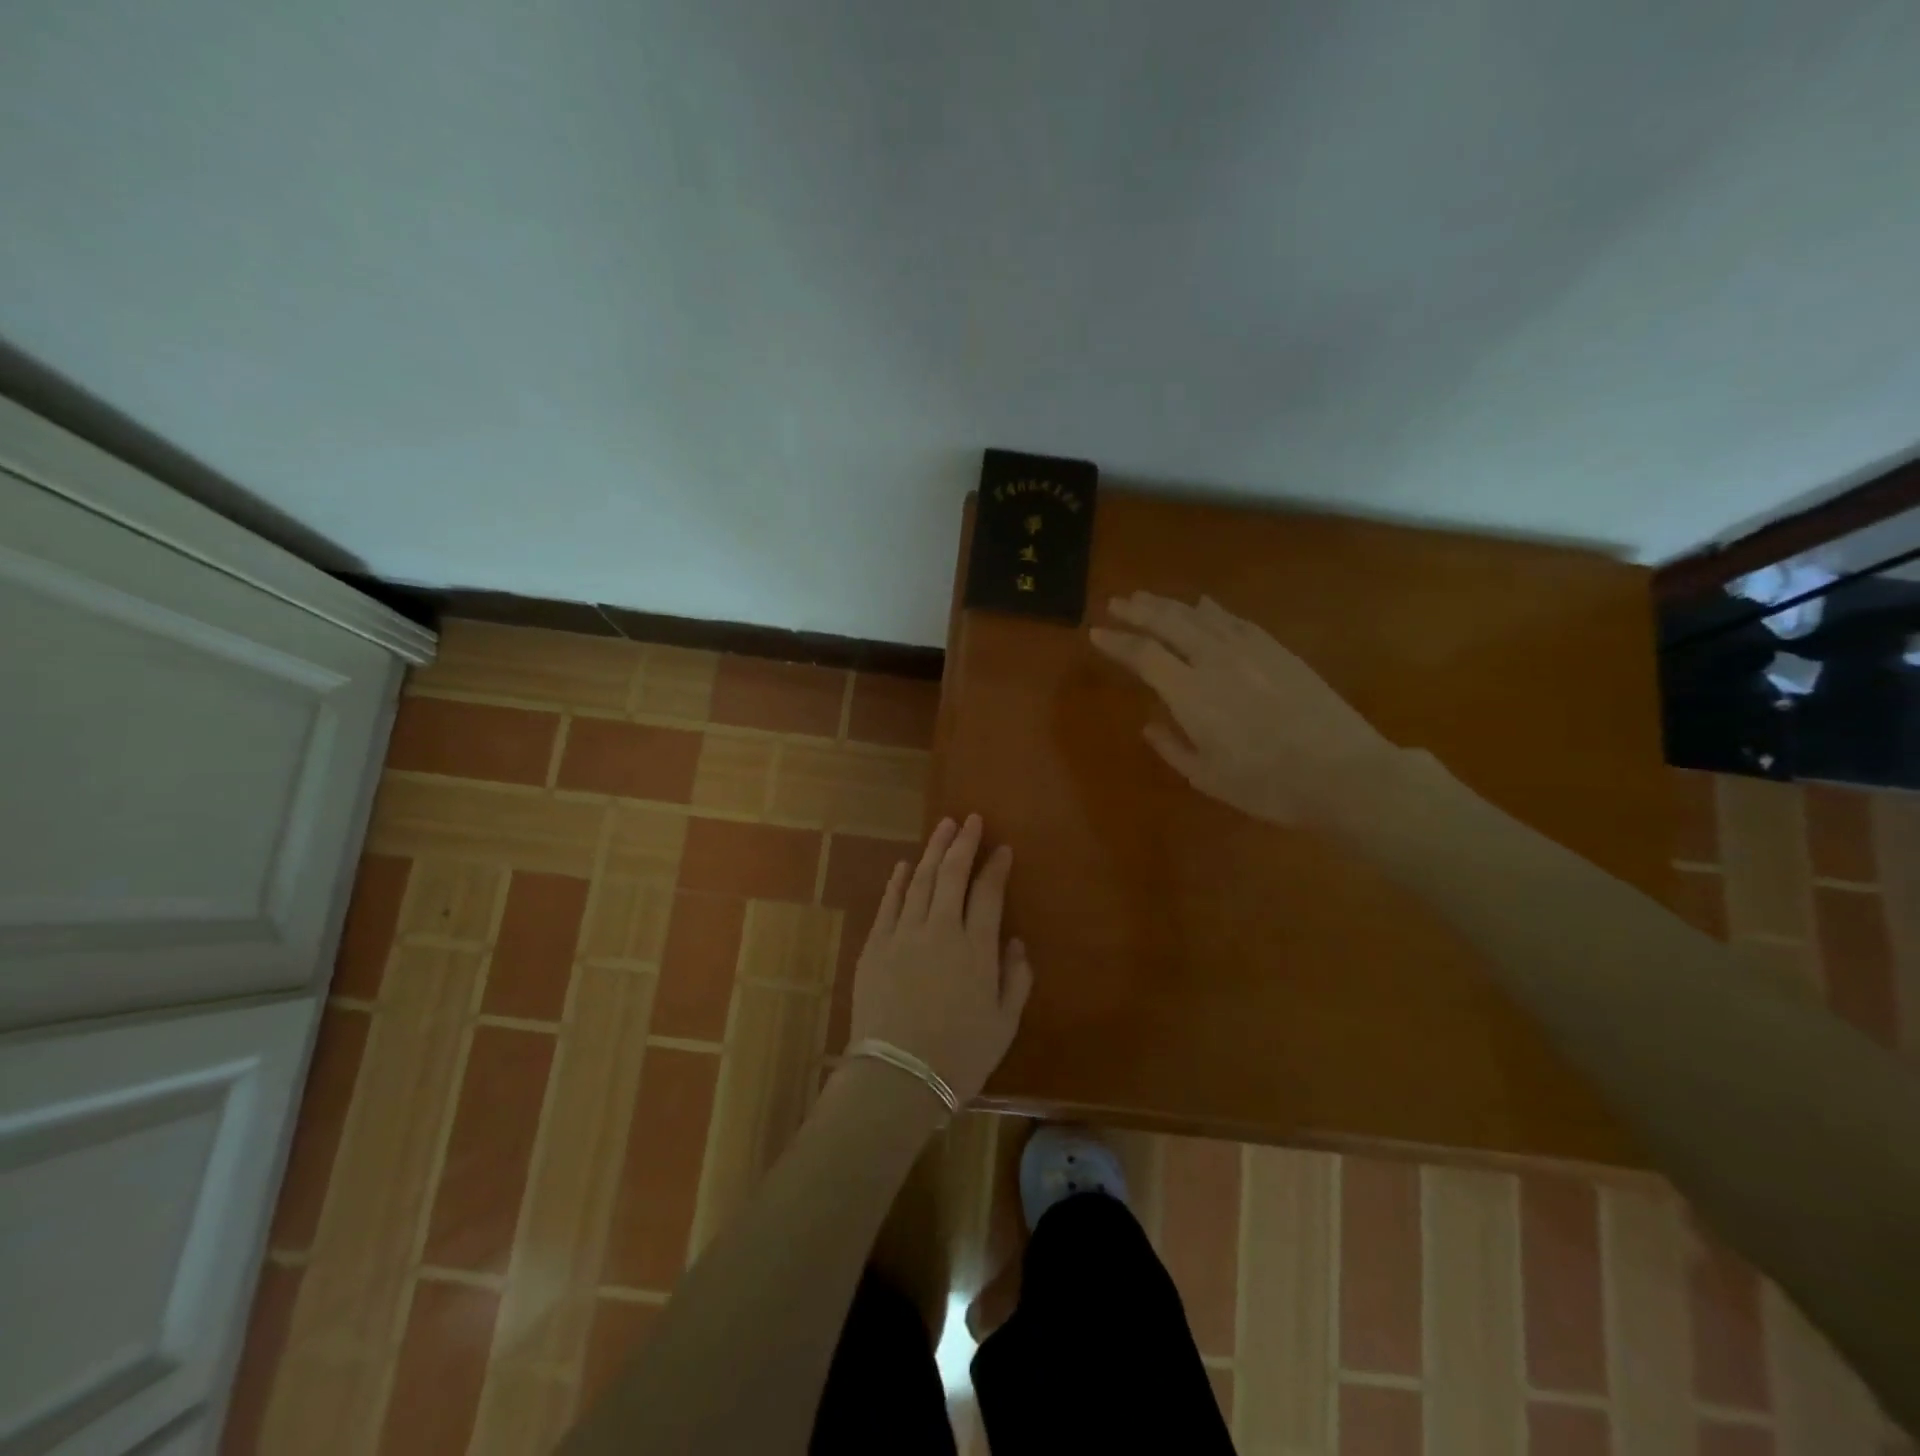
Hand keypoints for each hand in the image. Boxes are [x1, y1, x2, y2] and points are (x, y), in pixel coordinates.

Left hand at [848, 815, 1033, 1103]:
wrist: (897, 1076)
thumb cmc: (959, 1056)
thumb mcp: (1004, 1024)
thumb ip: (1015, 979)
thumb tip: (1016, 943)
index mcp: (975, 947)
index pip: (988, 892)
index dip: (995, 867)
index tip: (1002, 848)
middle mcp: (939, 929)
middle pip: (951, 874)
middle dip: (962, 843)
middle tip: (970, 819)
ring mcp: (903, 934)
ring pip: (919, 880)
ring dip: (932, 851)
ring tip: (943, 828)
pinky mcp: (875, 945)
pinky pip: (888, 903)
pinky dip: (897, 881)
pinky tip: (903, 865)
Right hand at [1090, 591, 1398, 825]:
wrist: (1343, 773)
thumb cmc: (1267, 785)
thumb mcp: (1207, 777)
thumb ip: (1172, 747)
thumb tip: (1149, 724)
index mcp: (1190, 693)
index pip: (1143, 655)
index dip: (1117, 642)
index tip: (1096, 633)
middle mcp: (1215, 660)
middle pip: (1169, 623)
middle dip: (1138, 611)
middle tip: (1116, 602)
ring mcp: (1250, 650)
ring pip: (1200, 616)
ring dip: (1170, 604)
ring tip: (1147, 598)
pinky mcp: (1278, 650)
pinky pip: (1235, 620)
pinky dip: (1212, 610)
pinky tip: (1203, 605)